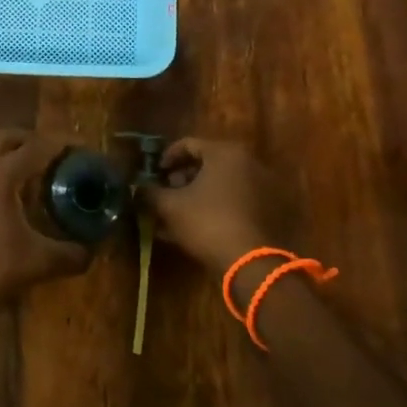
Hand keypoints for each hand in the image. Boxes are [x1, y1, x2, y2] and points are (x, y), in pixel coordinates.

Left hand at [0, 129, 90, 330]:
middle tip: (58, 158)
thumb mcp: (38, 263)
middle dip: (35, 142)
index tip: (84, 148)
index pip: (38, 146)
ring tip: (36, 178)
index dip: (64, 144)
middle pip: (9, 138)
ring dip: (12, 156)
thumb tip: (91, 251)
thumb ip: (71, 254)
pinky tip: (10, 200)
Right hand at [137, 139, 295, 292]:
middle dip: (183, 177)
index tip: (154, 174)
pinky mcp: (269, 209)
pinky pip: (235, 200)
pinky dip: (216, 206)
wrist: (252, 262)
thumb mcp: (170, 206)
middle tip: (167, 193)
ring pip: (221, 183)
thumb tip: (137, 188)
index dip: (166, 158)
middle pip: (207, 163)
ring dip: (198, 193)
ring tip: (179, 213)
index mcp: (225, 153)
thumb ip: (150, 192)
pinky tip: (199, 226)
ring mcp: (262, 186)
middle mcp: (248, 162)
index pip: (188, 144)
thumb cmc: (207, 222)